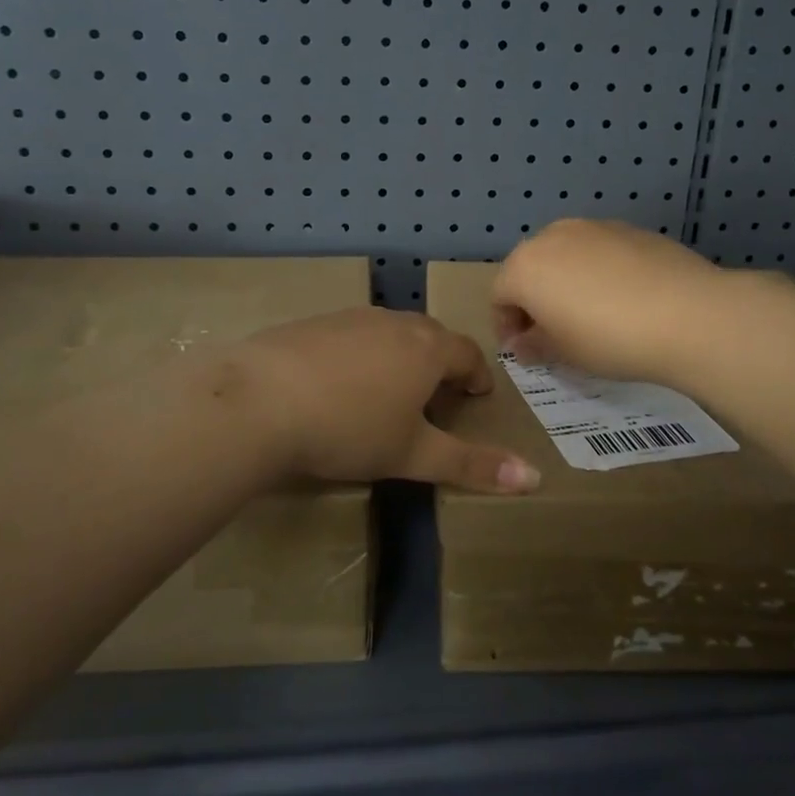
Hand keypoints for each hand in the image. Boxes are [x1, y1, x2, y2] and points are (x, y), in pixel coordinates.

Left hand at [233, 308, 539, 493]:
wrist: (259, 400)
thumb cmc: (349, 429)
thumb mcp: (413, 454)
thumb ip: (472, 465)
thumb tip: (535, 477)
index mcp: (427, 348)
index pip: (468, 353)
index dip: (478, 375)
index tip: (477, 396)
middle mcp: (393, 322)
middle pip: (431, 336)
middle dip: (442, 362)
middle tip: (438, 395)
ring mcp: (350, 318)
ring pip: (390, 331)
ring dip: (400, 355)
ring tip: (391, 389)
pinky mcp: (312, 322)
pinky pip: (352, 333)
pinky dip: (360, 353)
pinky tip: (339, 382)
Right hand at [493, 219, 784, 385]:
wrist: (687, 314)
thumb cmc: (608, 339)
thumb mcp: (563, 353)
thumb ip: (534, 344)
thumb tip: (522, 342)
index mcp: (525, 266)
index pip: (499, 295)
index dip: (505, 325)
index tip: (523, 350)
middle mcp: (553, 236)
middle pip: (530, 268)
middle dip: (534, 299)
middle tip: (553, 333)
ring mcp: (594, 227)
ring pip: (566, 255)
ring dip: (566, 282)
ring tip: (590, 315)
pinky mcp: (630, 229)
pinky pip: (600, 252)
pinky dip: (599, 272)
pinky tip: (624, 299)